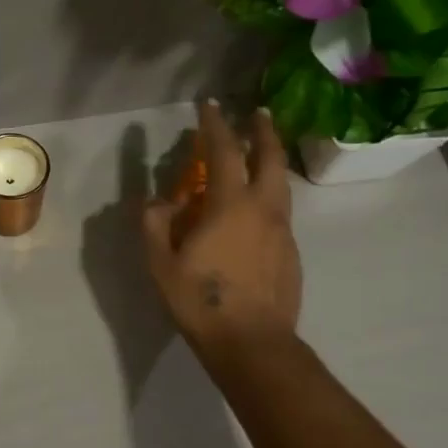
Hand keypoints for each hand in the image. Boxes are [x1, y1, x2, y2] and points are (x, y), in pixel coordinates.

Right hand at [142, 101, 303, 364]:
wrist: (252, 342)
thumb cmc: (201, 301)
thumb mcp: (161, 264)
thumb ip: (156, 225)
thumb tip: (159, 202)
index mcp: (231, 205)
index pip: (225, 152)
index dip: (215, 125)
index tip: (209, 105)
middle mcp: (264, 209)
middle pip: (270, 158)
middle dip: (263, 131)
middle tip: (258, 114)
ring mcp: (283, 232)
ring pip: (282, 184)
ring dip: (272, 161)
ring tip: (261, 156)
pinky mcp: (291, 254)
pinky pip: (281, 212)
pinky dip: (271, 196)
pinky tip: (257, 211)